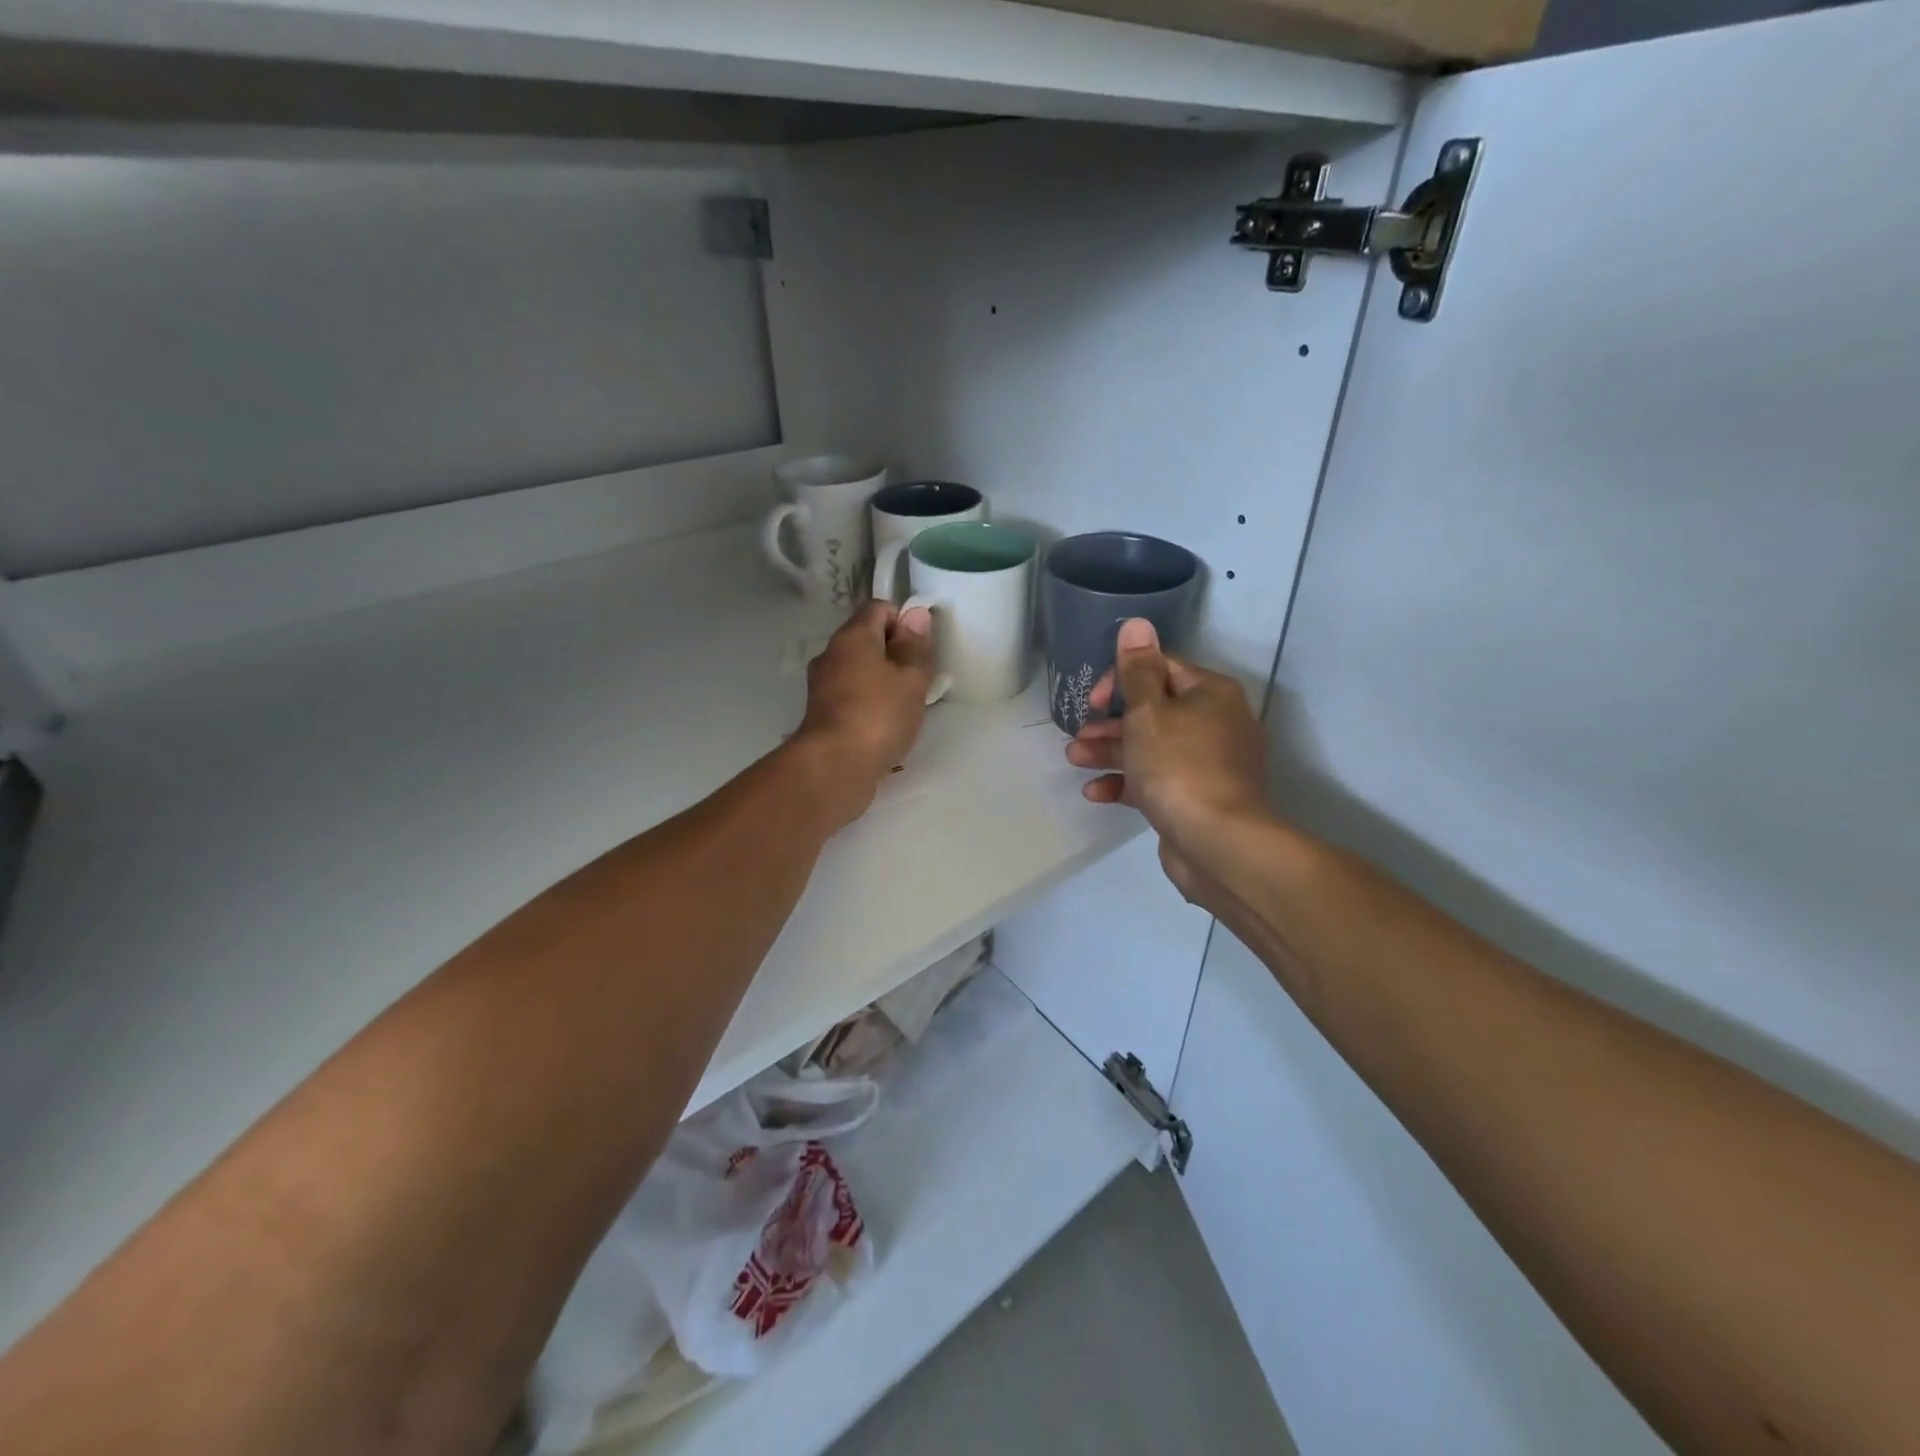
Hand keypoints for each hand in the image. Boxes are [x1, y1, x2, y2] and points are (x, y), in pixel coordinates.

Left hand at [793, 601, 935, 827]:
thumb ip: (914, 646)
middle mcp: (831, 654)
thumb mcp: (910, 678)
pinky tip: (884, 726)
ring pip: (859, 671)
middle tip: (918, 680)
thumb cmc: (879, 715)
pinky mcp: (821, 715)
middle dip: (895, 654)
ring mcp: (822, 686)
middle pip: (867, 640)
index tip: (921, 650)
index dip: (904, 622)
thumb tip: (915, 614)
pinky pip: (851, 697)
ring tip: (904, 707)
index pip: (879, 608)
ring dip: (882, 682)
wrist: (834, 768)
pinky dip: (869, 704)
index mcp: (853, 636)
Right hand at [1065, 618, 1270, 862]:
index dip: (1121, 678)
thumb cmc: (1179, 767)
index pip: (1160, 669)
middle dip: (1111, 722)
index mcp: (1210, 694)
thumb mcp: (1149, 712)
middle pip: (1154, 710)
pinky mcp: (1197, 798)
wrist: (1219, 844)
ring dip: (1111, 751)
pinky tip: (1096, 792)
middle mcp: (1215, 723)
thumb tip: (1137, 624)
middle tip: (1079, 734)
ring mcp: (1209, 764)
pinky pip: (1157, 780)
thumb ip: (1137, 670)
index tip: (1095, 701)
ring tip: (1075, 759)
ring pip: (1152, 747)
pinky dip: (1127, 782)